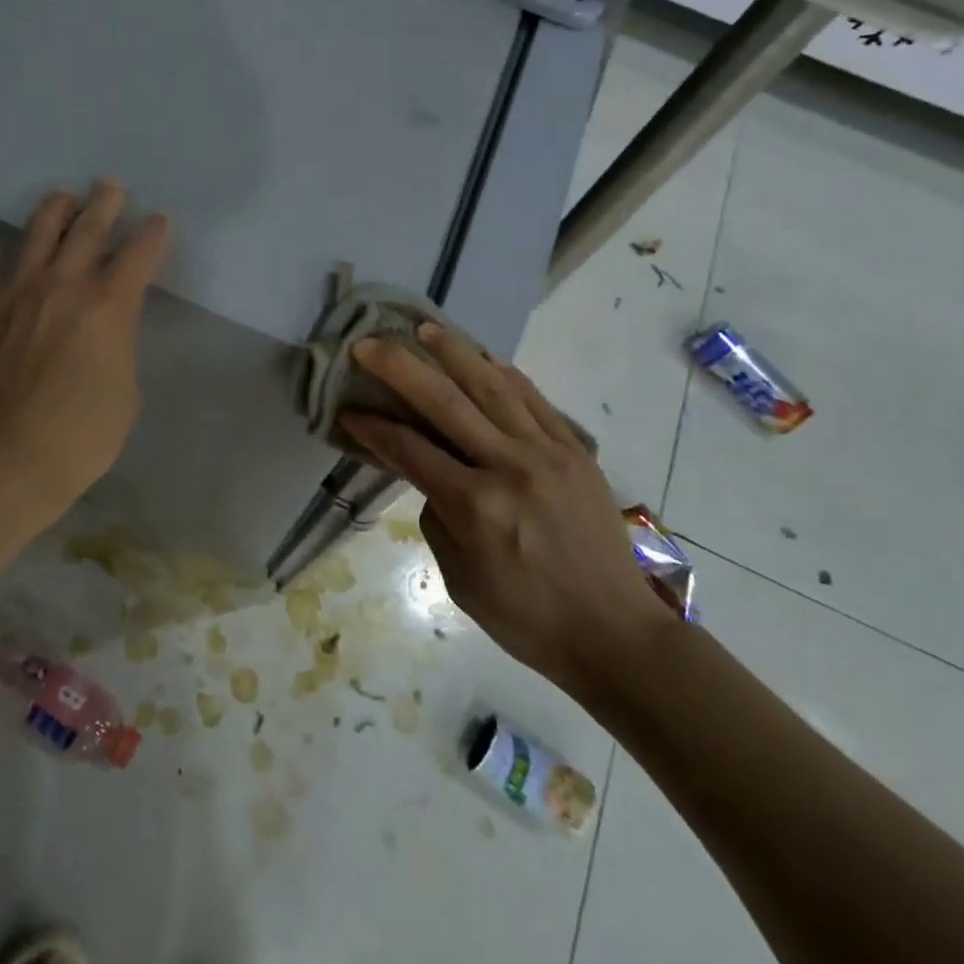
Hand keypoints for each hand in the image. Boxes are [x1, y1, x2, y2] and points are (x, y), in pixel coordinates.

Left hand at [0, 182, 170, 508]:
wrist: (11, 458)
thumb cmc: (84, 433)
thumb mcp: (126, 390)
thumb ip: (118, 347)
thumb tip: (103, 335)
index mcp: (107, 306)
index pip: (138, 256)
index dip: (153, 235)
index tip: (159, 221)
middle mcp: (62, 288)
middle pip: (87, 232)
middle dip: (104, 205)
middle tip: (110, 185)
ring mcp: (16, 296)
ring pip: (36, 238)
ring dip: (53, 212)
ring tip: (62, 195)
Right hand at [340, 324, 677, 698]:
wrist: (616, 634)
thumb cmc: (528, 619)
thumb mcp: (460, 580)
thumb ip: (438, 517)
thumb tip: (431, 474)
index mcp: (476, 507)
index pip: (409, 450)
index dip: (372, 428)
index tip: (347, 410)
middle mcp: (509, 467)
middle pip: (444, 401)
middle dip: (399, 367)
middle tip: (368, 344)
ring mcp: (548, 452)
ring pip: (492, 386)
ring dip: (454, 352)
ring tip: (425, 329)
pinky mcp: (576, 450)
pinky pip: (534, 399)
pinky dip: (504, 373)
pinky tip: (483, 356)